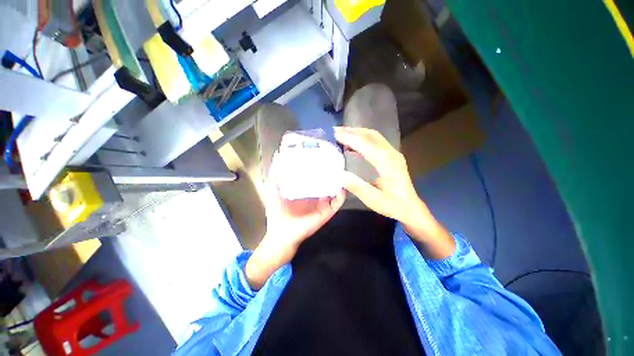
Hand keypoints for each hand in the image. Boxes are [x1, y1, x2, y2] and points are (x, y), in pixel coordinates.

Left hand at [246, 152, 344, 288]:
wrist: (282, 234)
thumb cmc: (278, 211)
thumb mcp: (275, 188)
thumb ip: (276, 173)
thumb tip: (277, 154)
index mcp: (305, 190)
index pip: (314, 176)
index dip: (318, 166)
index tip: (321, 155)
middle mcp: (315, 196)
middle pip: (326, 182)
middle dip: (331, 172)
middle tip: (335, 160)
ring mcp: (322, 204)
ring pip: (334, 191)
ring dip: (338, 182)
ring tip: (341, 170)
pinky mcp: (327, 212)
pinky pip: (338, 202)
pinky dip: (341, 195)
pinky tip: (342, 185)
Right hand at [334, 126, 453, 258]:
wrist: (410, 208)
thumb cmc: (393, 205)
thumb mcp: (374, 200)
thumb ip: (357, 187)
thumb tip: (339, 174)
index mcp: (388, 163)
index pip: (367, 145)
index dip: (351, 138)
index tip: (336, 134)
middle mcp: (392, 154)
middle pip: (371, 135)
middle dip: (353, 131)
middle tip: (336, 131)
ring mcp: (393, 154)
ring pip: (374, 137)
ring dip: (358, 133)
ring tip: (342, 135)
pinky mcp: (391, 157)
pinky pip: (376, 142)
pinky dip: (363, 139)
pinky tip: (353, 144)